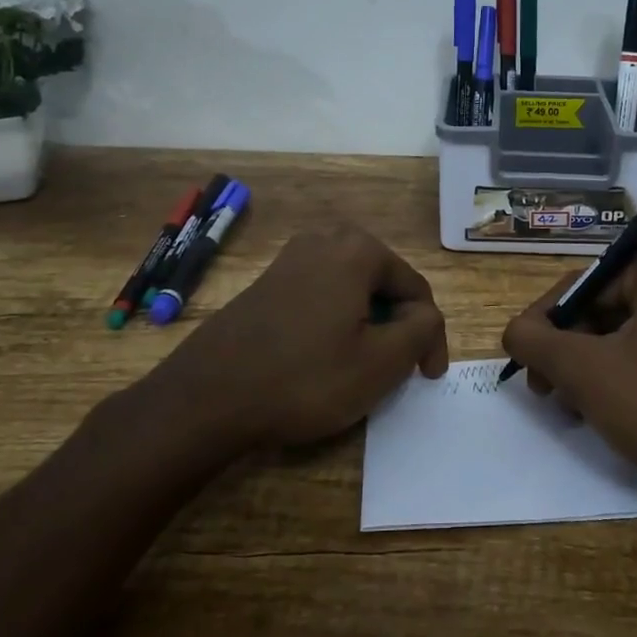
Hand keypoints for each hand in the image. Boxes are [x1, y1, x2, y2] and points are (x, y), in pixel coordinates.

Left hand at [157, 225, 448, 449]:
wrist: (206, 397)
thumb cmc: (304, 379)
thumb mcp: (381, 362)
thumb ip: (422, 329)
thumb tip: (424, 315)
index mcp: (358, 249)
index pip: (416, 290)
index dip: (430, 336)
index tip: (428, 378)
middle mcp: (325, 239)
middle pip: (384, 285)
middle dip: (397, 326)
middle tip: (398, 371)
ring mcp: (291, 258)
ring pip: (352, 292)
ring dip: (367, 326)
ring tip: (364, 368)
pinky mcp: (267, 281)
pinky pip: (320, 296)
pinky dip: (335, 323)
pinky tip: (323, 359)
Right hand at [501, 247, 636, 555]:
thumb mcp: (586, 371)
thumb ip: (535, 340)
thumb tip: (513, 330)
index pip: (581, 283)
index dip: (544, 321)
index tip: (522, 361)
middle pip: (598, 309)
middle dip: (565, 350)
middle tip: (541, 389)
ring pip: (616, 338)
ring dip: (584, 369)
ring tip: (568, 407)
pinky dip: (614, 381)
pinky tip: (597, 414)